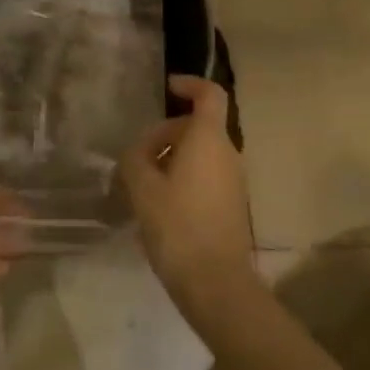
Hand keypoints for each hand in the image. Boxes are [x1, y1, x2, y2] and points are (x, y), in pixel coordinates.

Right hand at [120, 75, 255, 324]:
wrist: (218, 285)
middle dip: (166, 134)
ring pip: (201, 154)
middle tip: (136, 158)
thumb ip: (135, 159)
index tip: (168, 88)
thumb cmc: (178, 226)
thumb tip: (137, 152)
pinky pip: (206, 177)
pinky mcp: (232, 206)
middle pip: (197, 126)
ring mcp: (234, 181)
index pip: (209, 94)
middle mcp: (227, 153)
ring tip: (142, 185)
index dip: (189, 84)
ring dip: (172, 160)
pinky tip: (160, 208)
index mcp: (208, 139)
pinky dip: (184, 179)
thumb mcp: (143, 189)